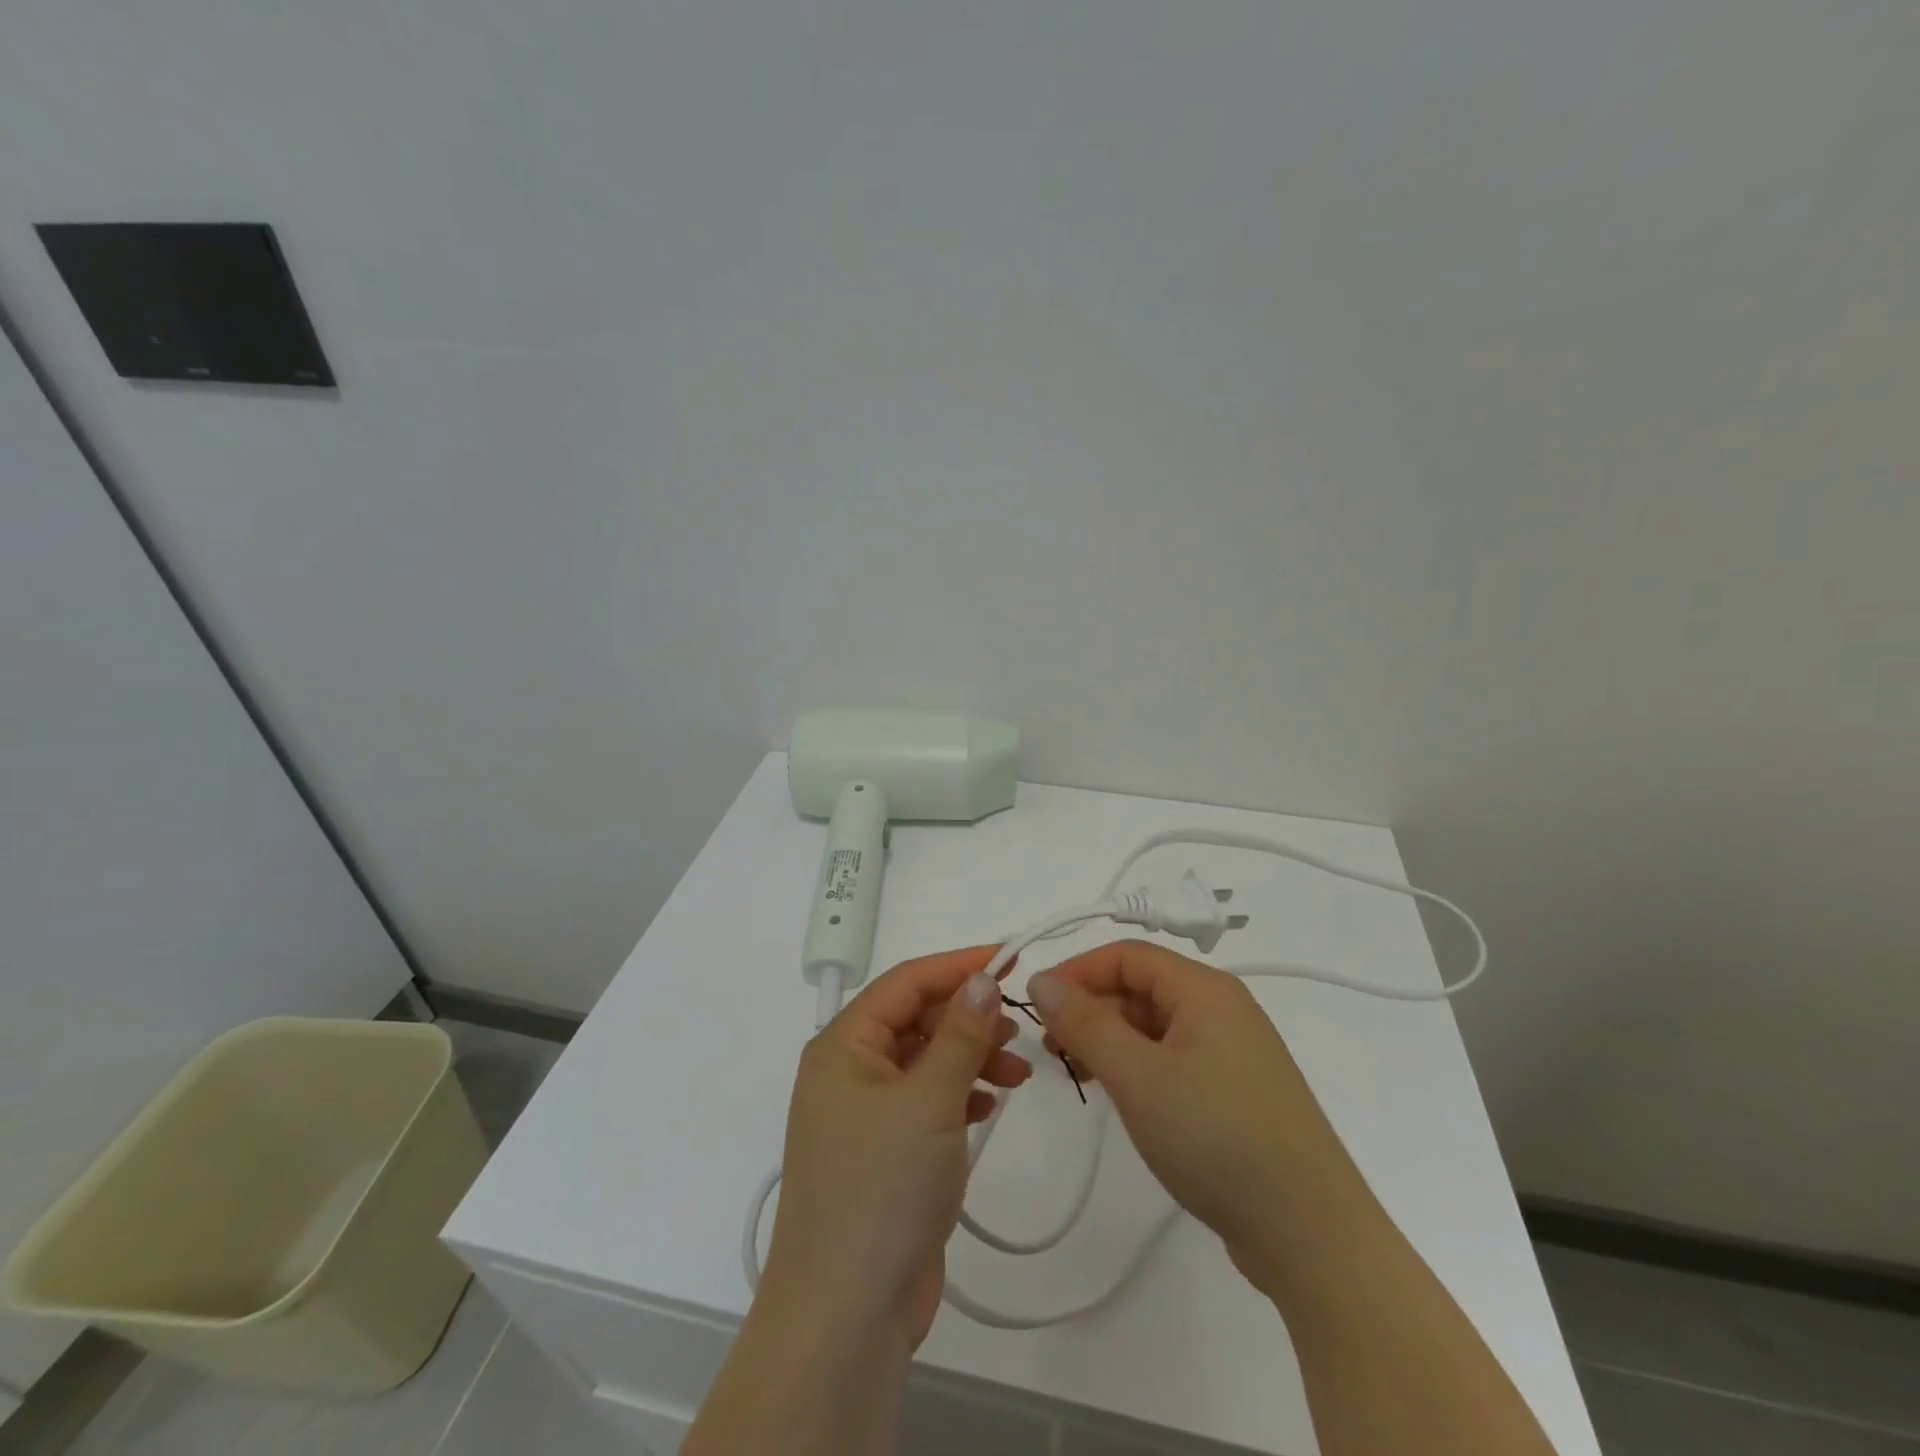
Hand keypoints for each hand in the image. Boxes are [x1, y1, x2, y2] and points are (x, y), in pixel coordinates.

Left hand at [762, 947, 1031, 1351]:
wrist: (846, 1314)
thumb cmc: (883, 1187)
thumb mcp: (930, 1099)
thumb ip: (961, 1033)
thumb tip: (982, 978)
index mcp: (844, 1044)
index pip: (907, 981)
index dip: (959, 965)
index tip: (1010, 958)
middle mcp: (848, 1070)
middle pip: (916, 1019)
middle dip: (969, 1019)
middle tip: (1018, 1029)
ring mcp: (864, 1114)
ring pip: (925, 1060)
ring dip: (970, 1057)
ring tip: (1018, 1072)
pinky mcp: (884, 1152)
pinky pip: (926, 1100)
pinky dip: (958, 1093)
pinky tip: (989, 1103)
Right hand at [1028, 940, 1368, 1292]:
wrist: (1312, 1237)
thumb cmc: (1218, 1138)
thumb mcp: (1138, 1076)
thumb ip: (1085, 1023)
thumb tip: (1042, 980)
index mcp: (1205, 989)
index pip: (1127, 956)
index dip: (1078, 971)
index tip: (1037, 1005)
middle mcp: (1222, 1009)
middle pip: (1141, 988)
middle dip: (1090, 1009)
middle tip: (1050, 1050)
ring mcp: (1232, 1053)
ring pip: (1154, 1027)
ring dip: (1109, 1041)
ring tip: (1076, 1075)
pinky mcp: (1234, 1093)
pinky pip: (1172, 1059)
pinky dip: (1136, 1068)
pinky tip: (1116, 1096)